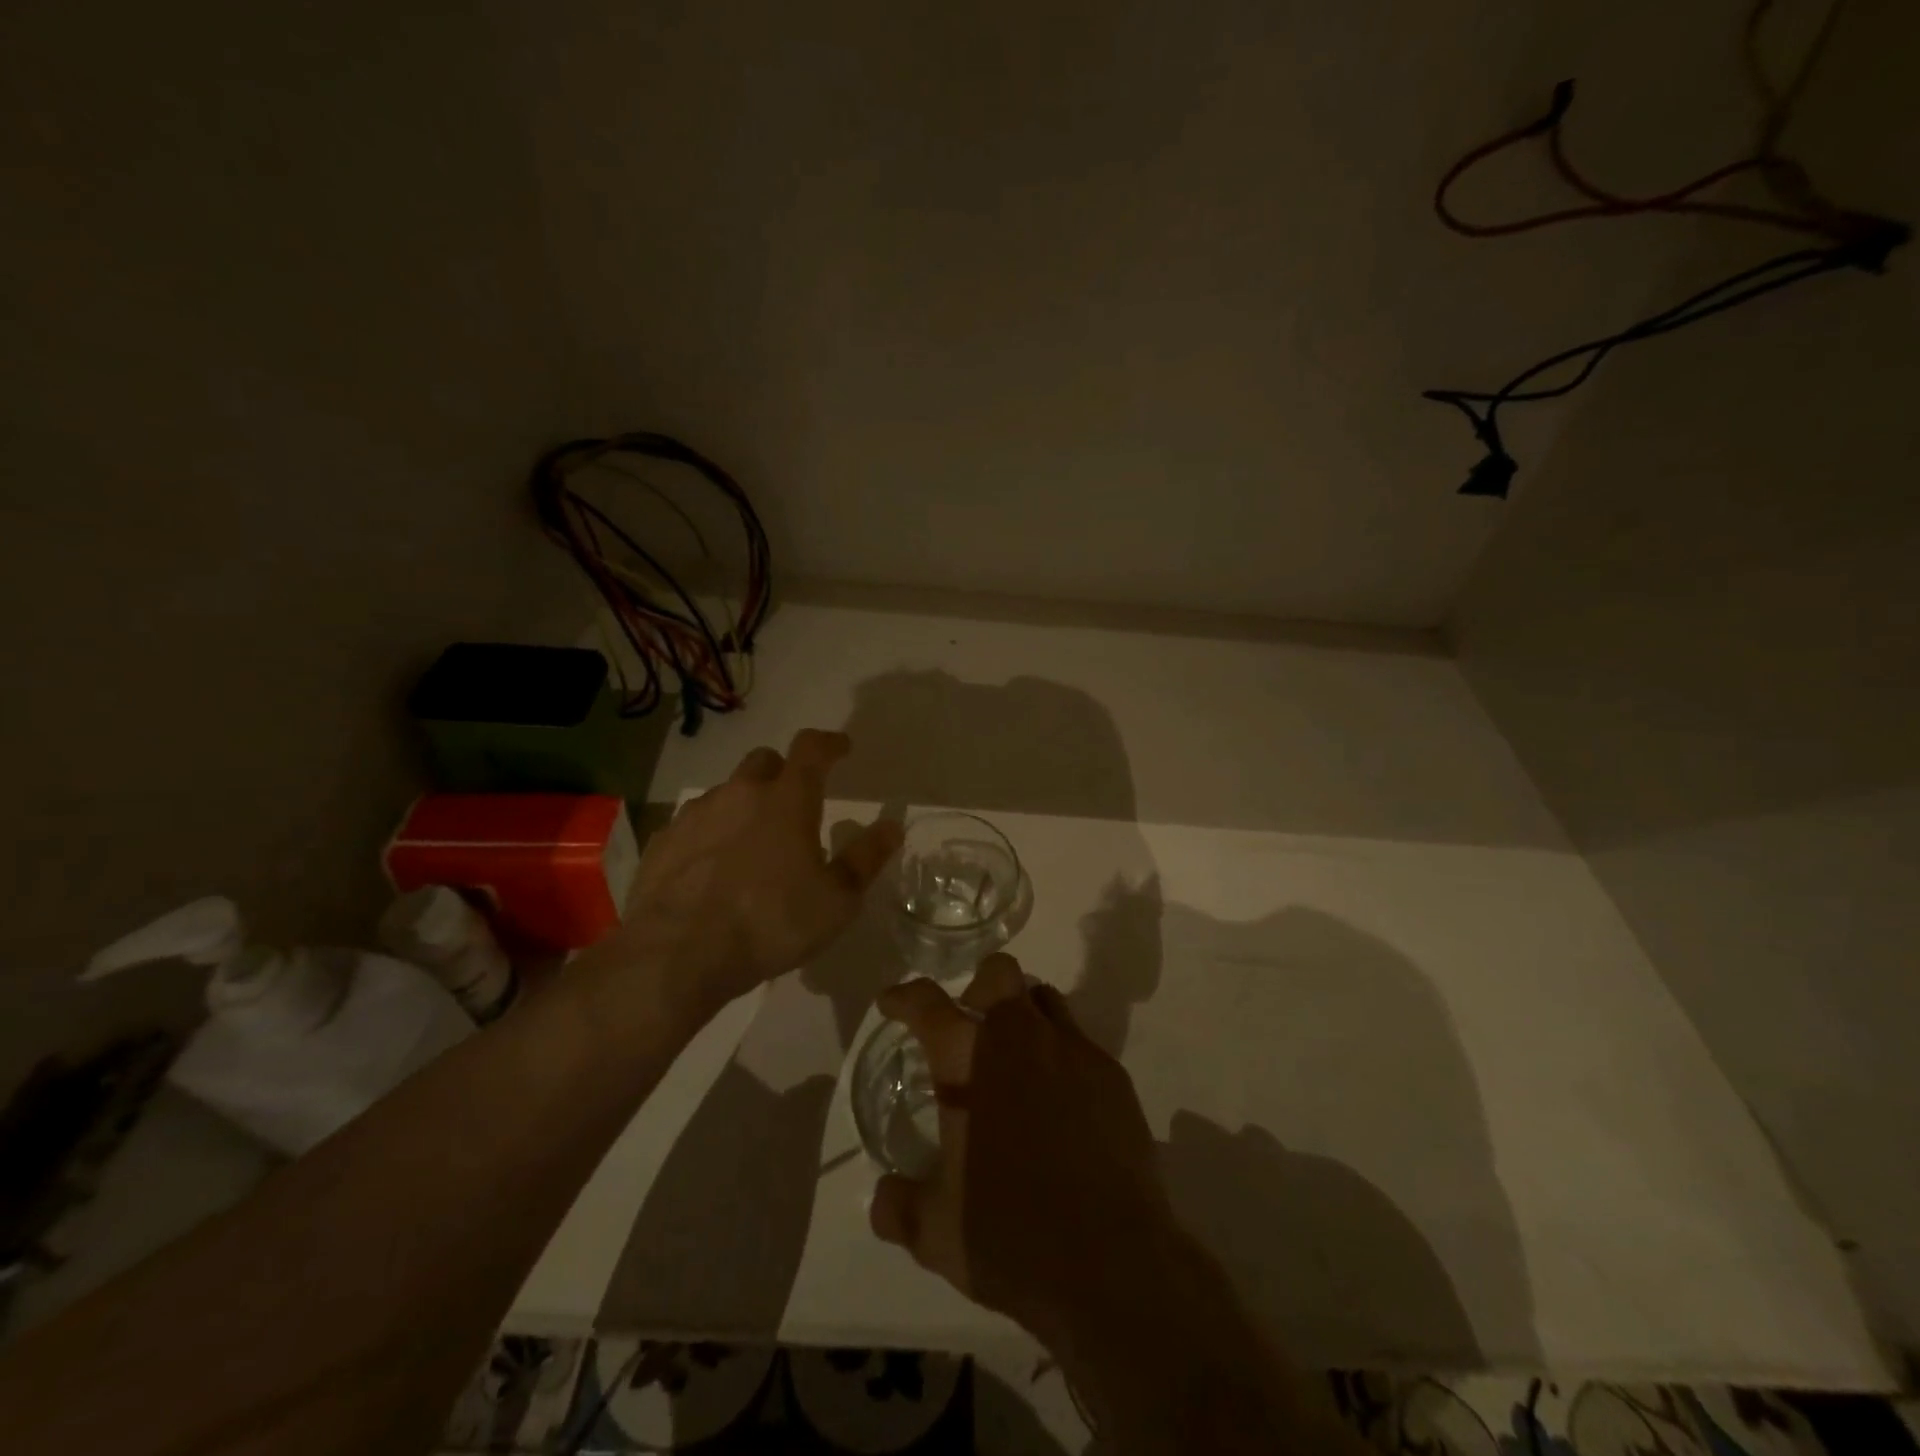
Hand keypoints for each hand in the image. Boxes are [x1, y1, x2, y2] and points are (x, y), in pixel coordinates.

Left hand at [618, 729, 902, 1018]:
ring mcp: (696, 815)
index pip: (812, 749)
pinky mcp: (664, 841)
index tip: (841, 748)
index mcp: (787, 800)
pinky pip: (695, 823)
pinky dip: (711, 834)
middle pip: (764, 761)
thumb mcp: (837, 900)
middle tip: (795, 801)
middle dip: (783, 771)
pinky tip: (713, 868)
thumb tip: (891, 826)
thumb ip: (866, 858)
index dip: (829, 743)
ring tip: (752, 843)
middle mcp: (740, 793)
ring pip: (726, 792)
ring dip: (744, 805)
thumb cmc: (771, 923)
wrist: (678, 954)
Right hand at [867, 954, 1174, 1349]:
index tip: (893, 1003)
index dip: (904, 997)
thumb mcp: (937, 1232)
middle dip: (979, 987)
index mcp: (968, 1061)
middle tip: (969, 1025)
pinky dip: (1060, 1055)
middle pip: (999, 973)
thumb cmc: (1011, 1237)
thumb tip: (882, 1196)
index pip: (927, 1004)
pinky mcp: (1113, 1076)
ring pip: (1044, 999)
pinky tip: (1060, 1103)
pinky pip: (1080, 1042)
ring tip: (1015, 1060)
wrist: (1114, 1265)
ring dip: (1023, 1015)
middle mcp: (1021, 1038)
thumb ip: (900, 1206)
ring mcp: (1073, 1051)